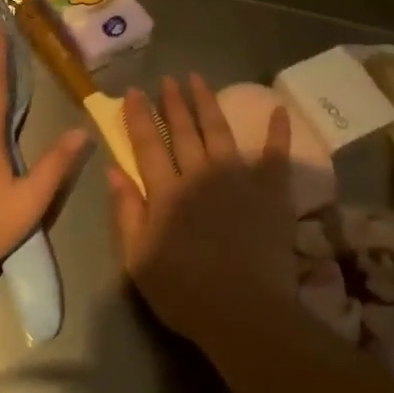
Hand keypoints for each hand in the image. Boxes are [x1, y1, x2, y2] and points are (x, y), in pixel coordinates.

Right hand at [107, 74, 296, 341]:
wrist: (244, 314)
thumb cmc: (184, 291)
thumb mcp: (137, 258)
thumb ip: (126, 211)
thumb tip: (114, 169)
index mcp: (166, 192)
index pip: (148, 144)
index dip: (139, 117)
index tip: (133, 92)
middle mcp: (199, 175)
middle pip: (183, 131)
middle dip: (173, 102)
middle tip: (167, 78)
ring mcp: (237, 180)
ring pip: (219, 132)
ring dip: (207, 103)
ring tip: (199, 79)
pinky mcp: (271, 193)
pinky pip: (276, 156)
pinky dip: (278, 132)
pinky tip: (279, 109)